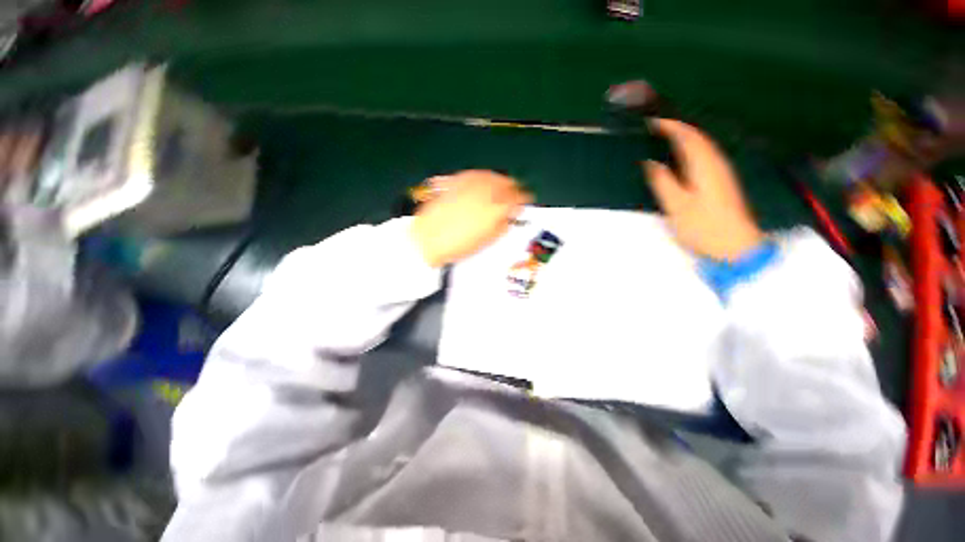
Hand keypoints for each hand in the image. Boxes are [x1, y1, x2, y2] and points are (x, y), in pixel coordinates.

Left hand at [410, 170, 530, 266]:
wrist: (428, 239)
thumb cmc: (458, 245)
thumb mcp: (487, 240)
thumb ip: (502, 225)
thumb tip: (508, 217)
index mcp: (496, 209)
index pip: (517, 198)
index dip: (524, 199)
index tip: (525, 200)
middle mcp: (484, 192)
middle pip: (505, 183)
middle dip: (513, 187)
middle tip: (515, 192)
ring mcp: (469, 185)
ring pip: (491, 175)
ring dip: (499, 180)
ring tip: (501, 185)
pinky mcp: (455, 182)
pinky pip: (474, 174)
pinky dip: (482, 176)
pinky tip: (483, 181)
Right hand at [644, 119, 763, 260]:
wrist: (735, 247)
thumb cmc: (704, 227)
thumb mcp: (677, 205)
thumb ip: (663, 181)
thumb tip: (650, 162)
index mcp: (705, 165)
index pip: (688, 136)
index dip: (670, 126)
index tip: (651, 122)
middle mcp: (716, 163)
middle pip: (698, 137)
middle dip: (677, 128)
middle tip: (655, 128)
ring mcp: (721, 173)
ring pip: (702, 146)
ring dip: (684, 138)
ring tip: (664, 138)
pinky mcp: (721, 183)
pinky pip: (704, 157)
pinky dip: (690, 151)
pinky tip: (681, 158)